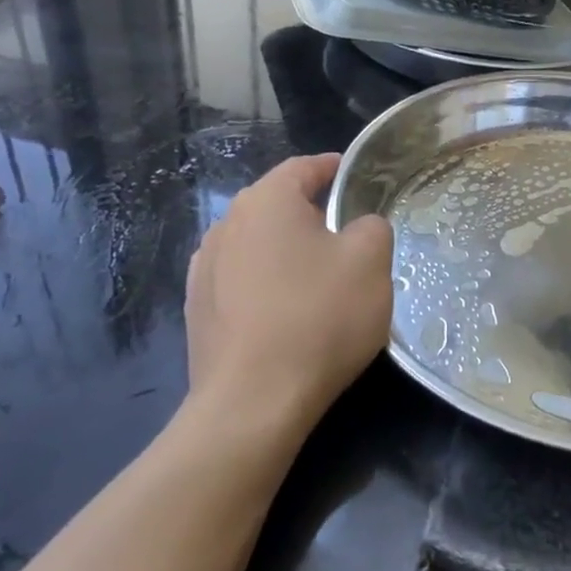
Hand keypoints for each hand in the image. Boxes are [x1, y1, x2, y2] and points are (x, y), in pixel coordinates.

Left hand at [184, 154, 392, 429]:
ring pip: (258, 245)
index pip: (303, 167)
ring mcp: (204, 270)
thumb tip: (357, 228)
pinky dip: (267, 285)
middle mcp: (226, 225)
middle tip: (349, 235)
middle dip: (313, 214)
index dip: (334, 168)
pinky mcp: (198, 311)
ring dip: (288, 252)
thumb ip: (372, 226)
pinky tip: (287, 314)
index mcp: (266, 201)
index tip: (356, 176)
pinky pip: (242, 282)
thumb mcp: (371, 261)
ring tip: (319, 278)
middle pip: (277, 206)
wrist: (253, 402)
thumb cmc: (319, 317)